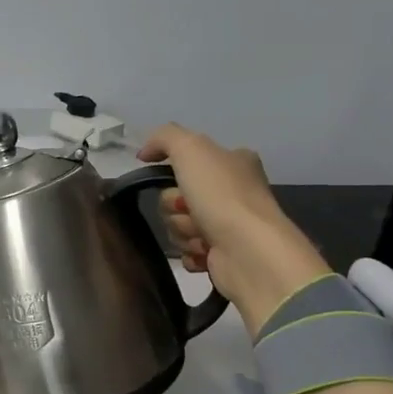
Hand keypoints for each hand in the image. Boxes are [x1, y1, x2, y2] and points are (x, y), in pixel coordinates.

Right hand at [139, 123, 330, 335]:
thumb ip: (164, 138)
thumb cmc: (221, 195)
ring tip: (203, 236)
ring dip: (184, 231)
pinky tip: (205, 253)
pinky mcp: (222, 255)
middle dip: (176, 208)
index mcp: (234, 162)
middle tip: (190, 211)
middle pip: (176, 197)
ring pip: (179, 225)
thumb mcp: (191, 148)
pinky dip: (192, 253)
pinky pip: (188, 252)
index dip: (174, 172)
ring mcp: (229, 225)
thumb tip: (145, 152)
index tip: (174, 181)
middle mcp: (233, 192)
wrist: (247, 249)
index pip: (188, 162)